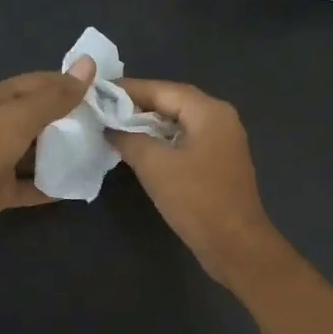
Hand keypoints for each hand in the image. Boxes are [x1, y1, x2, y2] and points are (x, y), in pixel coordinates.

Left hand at [0, 59, 95, 248]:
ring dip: (61, 153)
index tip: (100, 90)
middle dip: (68, 120)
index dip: (66, 84)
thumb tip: (88, 65)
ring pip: (33, 153)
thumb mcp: (18, 118)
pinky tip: (78, 185)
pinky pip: (29, 186)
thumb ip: (54, 97)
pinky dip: (50, 186)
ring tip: (98, 153)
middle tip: (105, 123)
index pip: (35, 84)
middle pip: (36, 118)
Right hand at [110, 78, 286, 287]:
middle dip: (138, 106)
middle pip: (173, 103)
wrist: (234, 244)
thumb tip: (110, 127)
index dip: (129, 90)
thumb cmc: (196, 200)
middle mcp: (220, 119)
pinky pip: (186, 142)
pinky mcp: (219, 164)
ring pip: (179, 124)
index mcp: (210, 112)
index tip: (98, 93)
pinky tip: (140, 150)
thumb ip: (129, 139)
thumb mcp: (155, 165)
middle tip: (103, 110)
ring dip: (149, 125)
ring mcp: (223, 142)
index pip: (163, 89)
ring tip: (115, 129)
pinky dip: (162, 142)